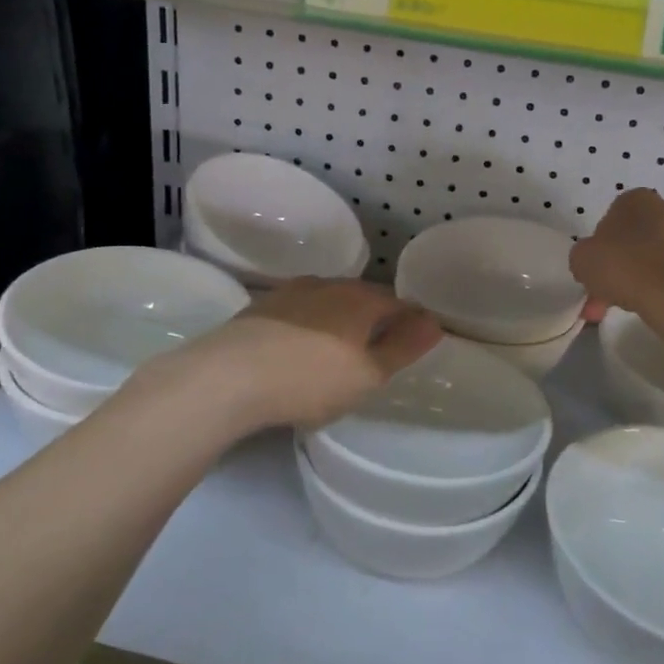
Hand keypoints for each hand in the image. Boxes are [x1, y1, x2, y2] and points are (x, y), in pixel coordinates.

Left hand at [158, 278, 443, 433]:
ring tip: (336, 352)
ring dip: (338, 322)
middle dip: (373, 320)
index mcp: (360, 299)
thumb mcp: (367, 374)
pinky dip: (307, 327)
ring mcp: (291, 292)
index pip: (398, 303)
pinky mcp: (261, 306)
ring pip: (328, 302)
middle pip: (362, 298)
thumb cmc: (310, 379)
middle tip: (375, 353)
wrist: (229, 376)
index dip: (409, 323)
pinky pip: (298, 313)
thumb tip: (434, 322)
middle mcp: (329, 284)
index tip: (412, 345)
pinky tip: (297, 350)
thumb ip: (402, 347)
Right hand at [571, 188, 663, 316]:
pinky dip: (661, 287)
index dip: (602, 244)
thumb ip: (585, 255)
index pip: (613, 218)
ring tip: (625, 306)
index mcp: (636, 198)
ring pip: (655, 257)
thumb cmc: (621, 264)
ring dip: (640, 277)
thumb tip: (594, 263)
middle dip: (621, 264)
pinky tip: (648, 307)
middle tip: (606, 292)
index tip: (596, 267)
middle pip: (636, 238)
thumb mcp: (581, 258)